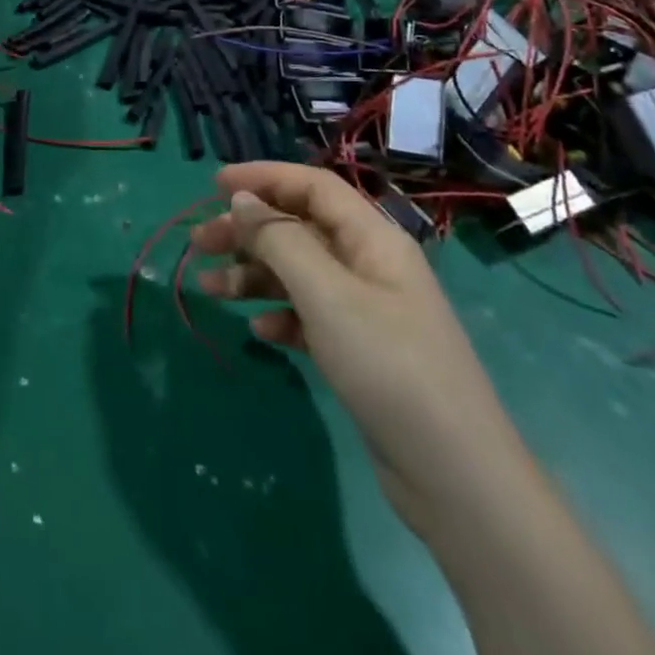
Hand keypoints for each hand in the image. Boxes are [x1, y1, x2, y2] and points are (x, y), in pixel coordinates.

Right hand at [190, 162, 526, 533]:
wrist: (455, 477)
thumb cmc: (387, 365)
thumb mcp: (326, 294)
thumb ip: (279, 238)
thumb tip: (242, 198)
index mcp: (372, 238)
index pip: (312, 186)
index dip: (264, 177)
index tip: (215, 184)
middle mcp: (369, 264)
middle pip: (299, 228)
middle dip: (247, 230)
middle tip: (198, 242)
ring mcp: (367, 310)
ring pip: (298, 273)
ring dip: (253, 275)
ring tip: (209, 288)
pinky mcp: (361, 351)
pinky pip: (310, 316)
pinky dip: (280, 315)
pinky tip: (260, 331)